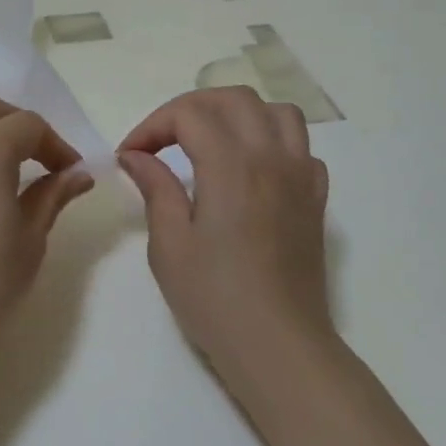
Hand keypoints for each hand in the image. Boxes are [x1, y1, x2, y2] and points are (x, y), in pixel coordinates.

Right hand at [117, 87, 334, 394]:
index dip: (152, 126)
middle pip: (234, 99)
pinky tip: (250, 170)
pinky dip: (272, 143)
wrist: (278, 346)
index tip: (131, 155)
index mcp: (232, 167)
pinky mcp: (315, 200)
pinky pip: (301, 148)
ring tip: (208, 141)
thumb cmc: (214, 299)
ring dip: (237, 114)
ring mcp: (301, 177)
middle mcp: (271, 159)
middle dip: (190, 108)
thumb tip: (136, 155)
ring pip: (276, 112)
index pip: (190, 114)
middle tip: (161, 140)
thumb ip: (155, 188)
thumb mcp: (169, 244)